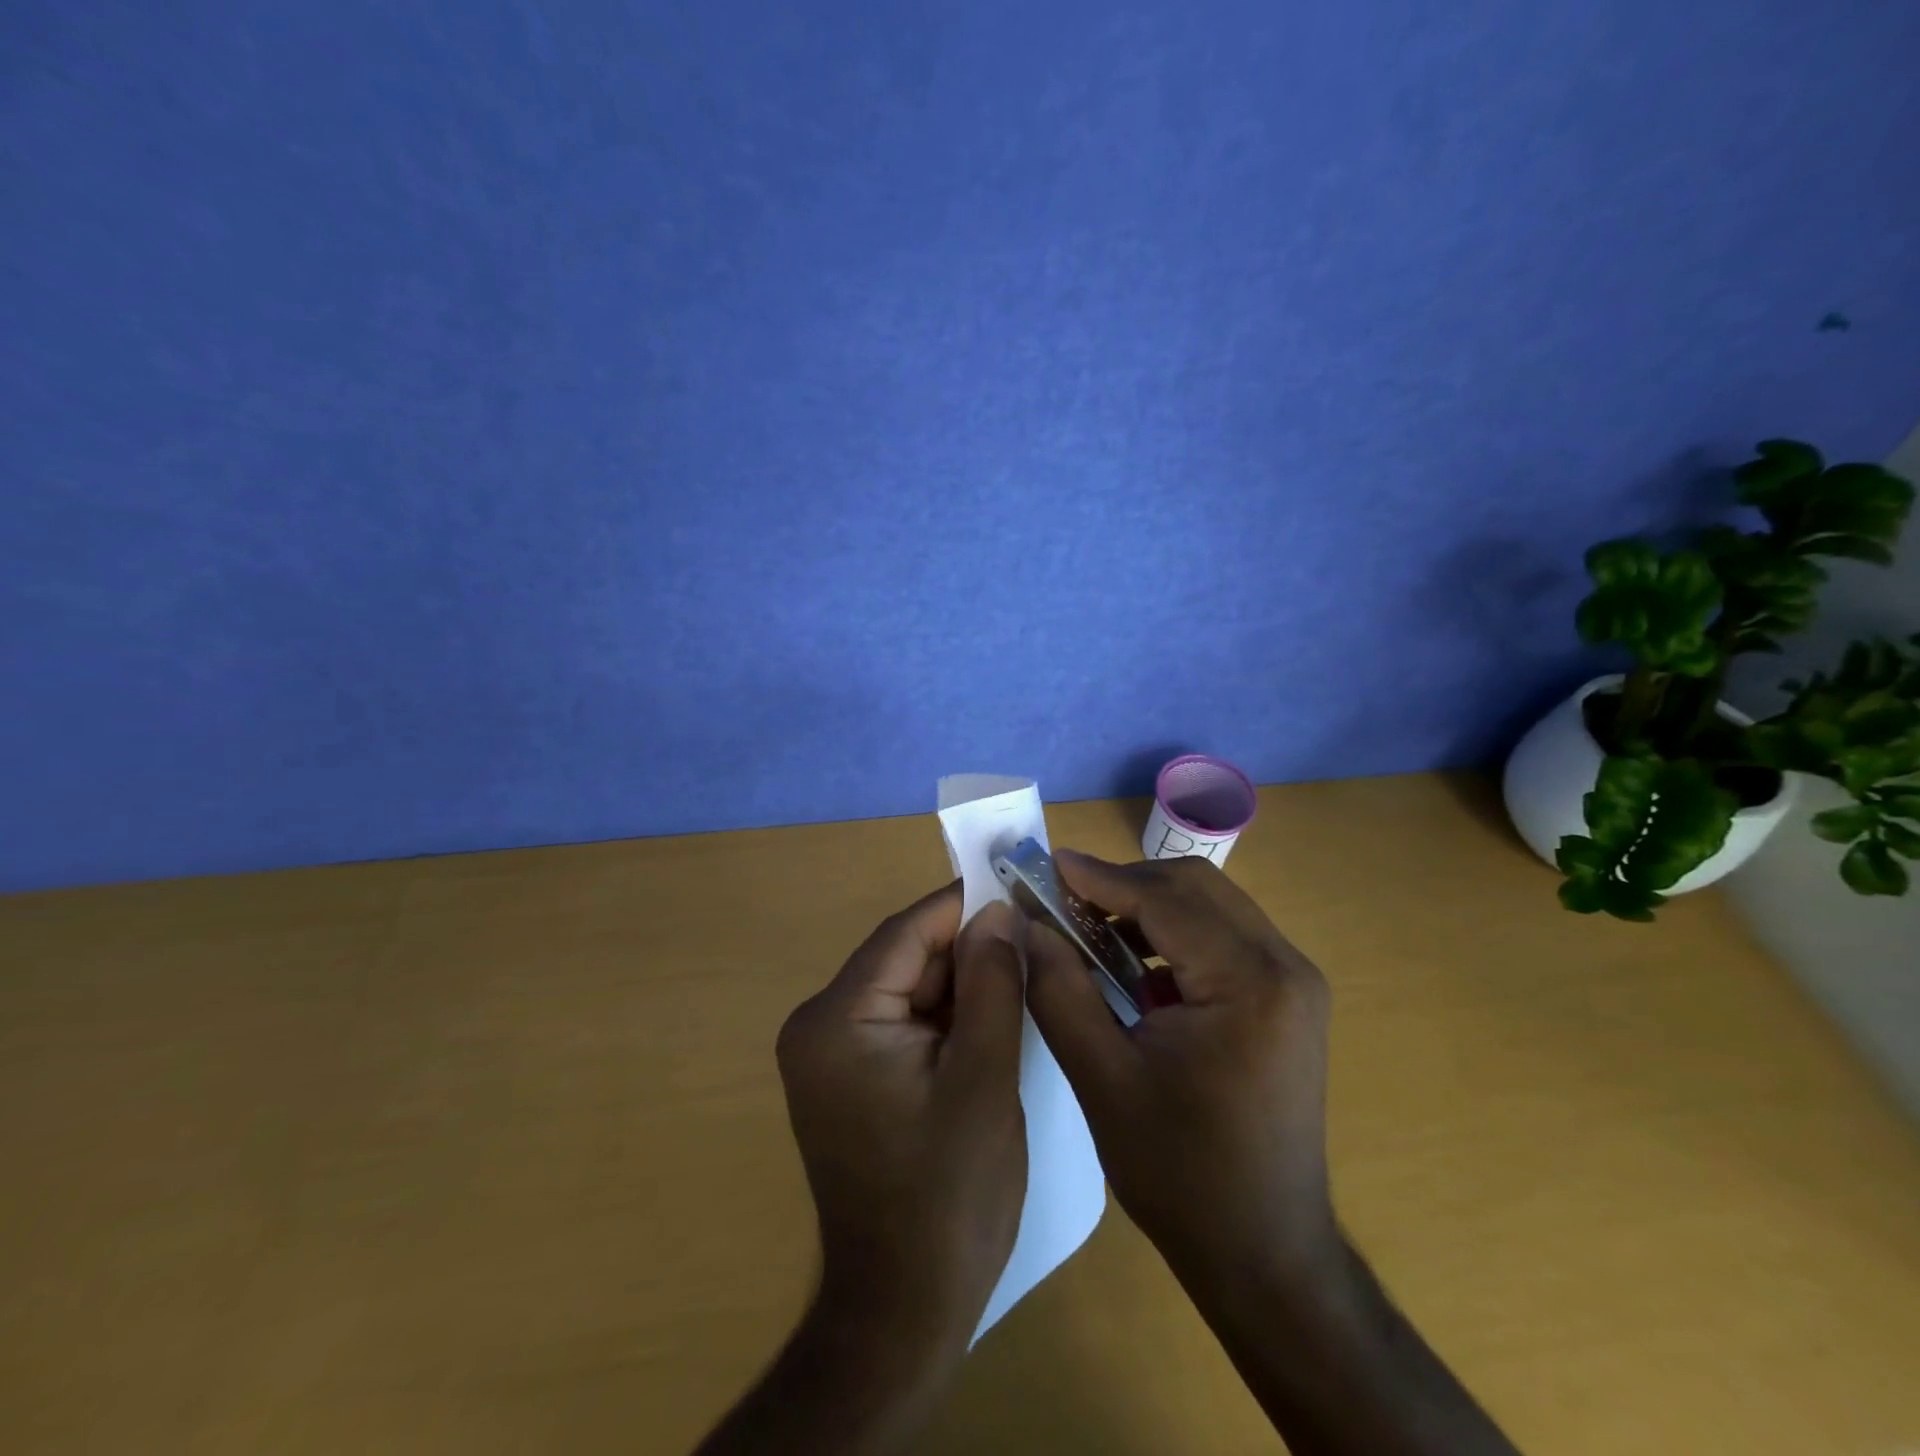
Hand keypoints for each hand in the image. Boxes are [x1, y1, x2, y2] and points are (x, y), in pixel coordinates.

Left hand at [776, 885, 1027, 1358]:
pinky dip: (945, 1017)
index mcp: (837, 1019)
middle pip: (905, 958)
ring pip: (908, 988)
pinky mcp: (847, 1077)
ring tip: (1023, 975)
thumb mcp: (984, 1077)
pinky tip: (990, 1019)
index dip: (963, 906)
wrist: (902, 1311)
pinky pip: (901, 1022)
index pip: (906, 933)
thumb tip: (999, 911)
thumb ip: (991, 983)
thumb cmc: (948, 1195)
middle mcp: (819, 1024)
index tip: (1018, 889)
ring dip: (961, 983)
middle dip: (967, 949)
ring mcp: (829, 1053)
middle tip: (1032, 940)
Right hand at [1024, 851, 1335, 1289]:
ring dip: (1148, 906)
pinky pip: (1224, 937)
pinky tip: (1134, 968)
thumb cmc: (1181, 1174)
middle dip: (1125, 884)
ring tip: (1090, 931)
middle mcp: (1285, 967)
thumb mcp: (1102, 1079)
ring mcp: (1294, 981)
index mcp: (1249, 983)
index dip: (1100, 877)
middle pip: (1195, 887)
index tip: (1046, 865)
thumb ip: (1059, 991)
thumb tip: (1027, 925)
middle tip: (1064, 900)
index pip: (1164, 899)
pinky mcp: (1288, 999)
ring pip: (1211, 906)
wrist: (1266, 1254)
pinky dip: (1174, 935)